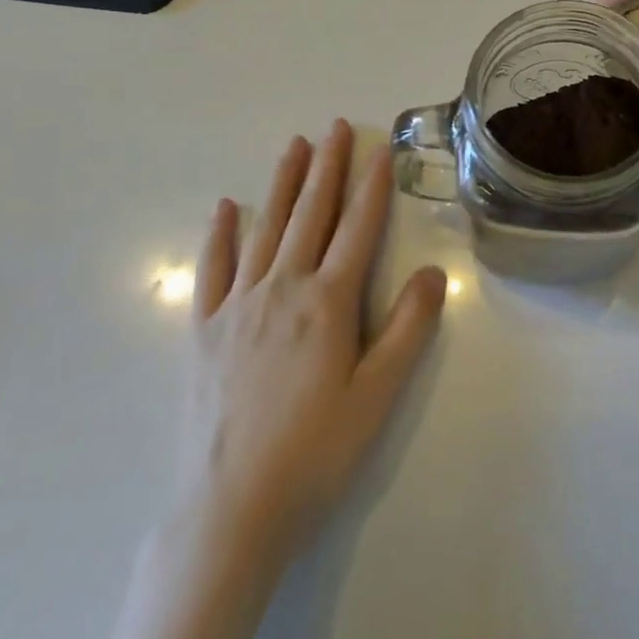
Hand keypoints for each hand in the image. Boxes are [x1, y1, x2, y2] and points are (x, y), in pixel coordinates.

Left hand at [179, 120, 446, 577]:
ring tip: (293, 145)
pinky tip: (226, 208)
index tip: (380, 150)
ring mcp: (238, 306)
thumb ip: (408, 329)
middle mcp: (283, 289)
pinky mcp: (204, 331)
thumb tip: (434, 272)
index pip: (357, 228)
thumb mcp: (378, 396)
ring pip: (266, 229)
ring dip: (282, 183)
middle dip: (327, 168)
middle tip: (335, 127)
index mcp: (328, 302)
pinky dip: (221, 235)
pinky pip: (213, 269)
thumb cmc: (315, 453)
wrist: (230, 512)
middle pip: (311, 214)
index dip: (372, 186)